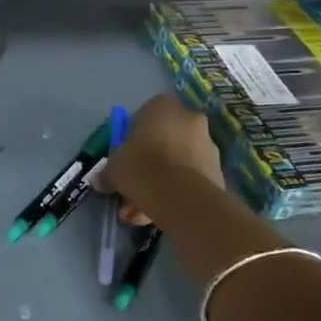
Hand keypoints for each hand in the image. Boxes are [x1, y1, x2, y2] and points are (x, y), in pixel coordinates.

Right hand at [97, 93, 225, 224]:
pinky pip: (190, 178)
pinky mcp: (218, 171)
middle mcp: (189, 118)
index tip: (127, 153)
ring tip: (141, 211)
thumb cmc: (141, 166)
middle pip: (165, 139)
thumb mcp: (113, 167)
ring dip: (161, 182)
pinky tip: (159, 213)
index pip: (146, 112)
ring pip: (178, 162)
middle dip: (150, 162)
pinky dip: (176, 192)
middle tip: (133, 184)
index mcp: (163, 106)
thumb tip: (101, 181)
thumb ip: (108, 172)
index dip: (135, 133)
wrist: (180, 196)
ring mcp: (208, 145)